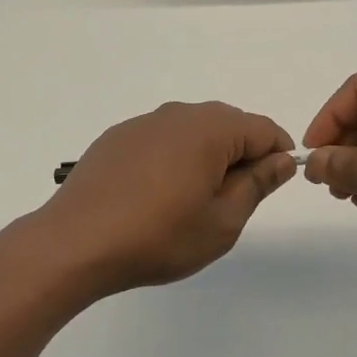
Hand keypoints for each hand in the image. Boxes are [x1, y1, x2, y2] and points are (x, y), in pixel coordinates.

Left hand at [41, 102, 296, 294]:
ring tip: (194, 199)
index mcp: (210, 129)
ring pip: (192, 129)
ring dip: (206, 155)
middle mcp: (178, 114)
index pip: (262, 128)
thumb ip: (256, 185)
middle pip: (227, 123)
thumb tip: (281, 160)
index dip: (277, 154)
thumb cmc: (158, 236)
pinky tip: (157, 193)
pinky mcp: (117, 137)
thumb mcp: (221, 222)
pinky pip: (161, 138)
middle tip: (233, 200)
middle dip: (241, 154)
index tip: (272, 185)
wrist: (76, 242)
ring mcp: (143, 123)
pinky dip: (173, 157)